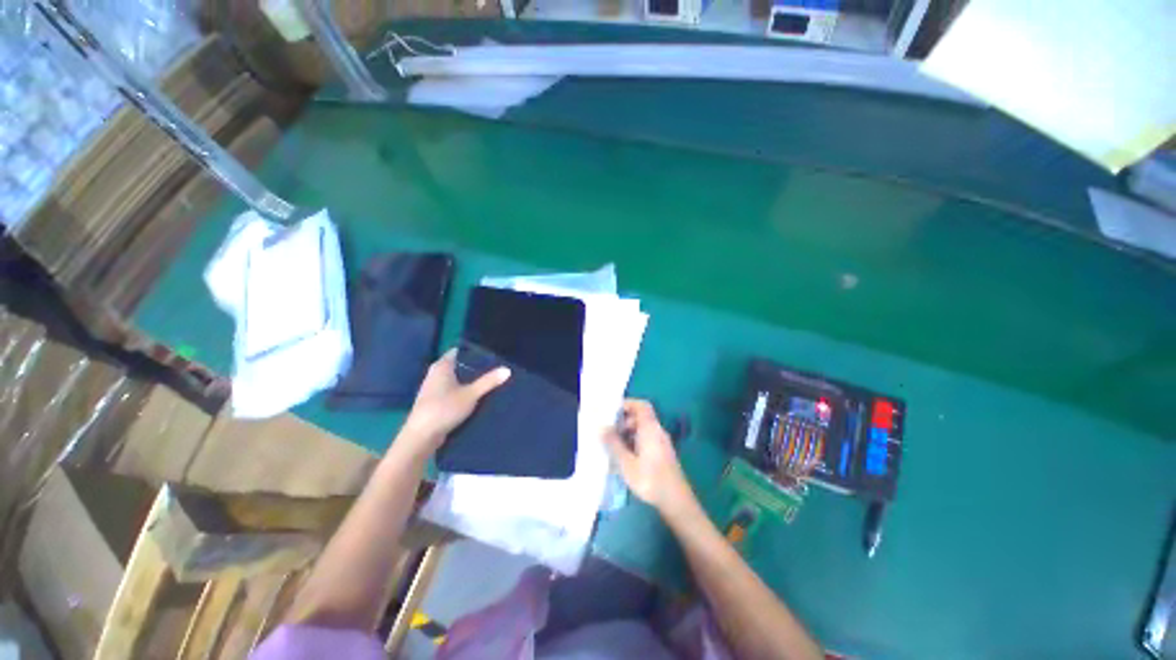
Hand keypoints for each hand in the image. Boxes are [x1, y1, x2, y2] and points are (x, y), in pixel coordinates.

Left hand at [399, 348, 509, 457]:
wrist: (421, 437)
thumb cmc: (444, 409)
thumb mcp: (471, 394)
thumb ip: (489, 381)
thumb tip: (507, 369)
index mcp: (441, 366)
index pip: (459, 351)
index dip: (474, 352)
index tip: (491, 354)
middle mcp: (435, 373)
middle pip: (459, 365)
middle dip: (475, 367)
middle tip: (495, 368)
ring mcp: (433, 388)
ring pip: (455, 379)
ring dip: (469, 381)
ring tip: (489, 381)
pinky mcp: (434, 402)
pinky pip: (452, 391)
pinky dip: (462, 391)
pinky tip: (476, 396)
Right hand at [603, 400, 697, 519]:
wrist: (676, 501)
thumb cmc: (650, 479)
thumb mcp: (626, 463)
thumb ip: (613, 443)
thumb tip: (602, 427)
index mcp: (650, 428)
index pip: (641, 405)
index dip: (627, 404)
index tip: (612, 411)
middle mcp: (658, 431)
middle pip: (641, 417)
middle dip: (624, 421)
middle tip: (610, 431)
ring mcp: (662, 442)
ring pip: (643, 429)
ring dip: (628, 432)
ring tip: (614, 446)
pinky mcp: (663, 453)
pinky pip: (647, 439)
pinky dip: (635, 441)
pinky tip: (626, 457)